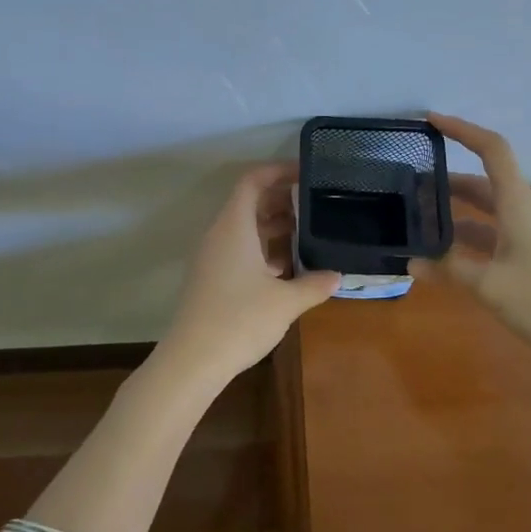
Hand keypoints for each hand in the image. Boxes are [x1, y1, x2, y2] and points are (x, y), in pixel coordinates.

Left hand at [159, 164, 341, 383]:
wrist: (192, 360)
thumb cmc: (240, 320)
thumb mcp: (286, 302)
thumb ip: (314, 284)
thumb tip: (338, 276)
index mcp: (234, 226)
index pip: (252, 181)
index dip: (278, 171)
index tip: (305, 173)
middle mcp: (220, 235)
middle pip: (249, 203)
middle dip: (281, 200)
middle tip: (315, 205)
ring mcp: (213, 258)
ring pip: (245, 229)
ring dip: (274, 228)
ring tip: (308, 234)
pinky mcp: (212, 279)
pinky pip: (239, 251)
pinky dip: (263, 250)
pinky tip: (287, 267)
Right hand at [417, 114, 530, 358]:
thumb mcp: (490, 286)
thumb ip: (449, 270)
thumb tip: (413, 262)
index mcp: (518, 205)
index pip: (491, 151)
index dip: (462, 130)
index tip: (431, 122)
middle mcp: (525, 213)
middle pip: (483, 185)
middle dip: (447, 182)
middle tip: (411, 189)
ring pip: (488, 215)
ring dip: (456, 216)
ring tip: (420, 226)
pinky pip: (495, 240)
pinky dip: (470, 243)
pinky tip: (448, 261)